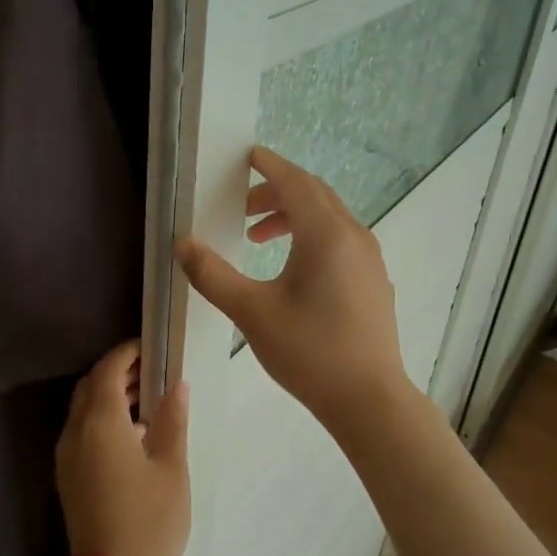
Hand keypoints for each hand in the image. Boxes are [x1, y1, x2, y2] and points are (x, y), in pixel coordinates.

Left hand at [55, 341, 190, 555]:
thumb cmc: (151, 521)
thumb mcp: (171, 468)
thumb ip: (172, 420)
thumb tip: (177, 385)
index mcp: (101, 424)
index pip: (108, 370)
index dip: (127, 353)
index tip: (151, 348)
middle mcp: (75, 433)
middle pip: (90, 386)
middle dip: (118, 372)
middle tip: (153, 372)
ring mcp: (67, 455)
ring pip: (82, 409)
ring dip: (109, 395)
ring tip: (148, 398)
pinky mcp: (67, 475)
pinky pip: (80, 431)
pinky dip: (102, 419)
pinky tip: (133, 434)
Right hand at [177, 146, 411, 430]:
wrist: (368, 399)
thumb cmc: (309, 351)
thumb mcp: (252, 312)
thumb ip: (213, 275)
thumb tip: (183, 244)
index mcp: (326, 235)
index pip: (295, 183)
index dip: (269, 166)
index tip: (247, 156)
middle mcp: (354, 236)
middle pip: (314, 195)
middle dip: (277, 193)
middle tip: (242, 209)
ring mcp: (370, 259)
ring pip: (330, 218)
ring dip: (293, 217)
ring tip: (258, 239)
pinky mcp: (374, 281)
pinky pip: (341, 240)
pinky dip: (313, 237)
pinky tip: (294, 270)